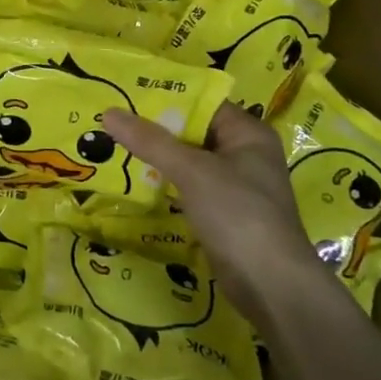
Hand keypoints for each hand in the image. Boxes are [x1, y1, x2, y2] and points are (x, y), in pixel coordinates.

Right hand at [103, 104, 316, 303]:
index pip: (202, 103)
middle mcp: (244, 154)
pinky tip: (133, 182)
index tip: (126, 93)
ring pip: (188, 161)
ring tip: (113, 146)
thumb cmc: (238, 214)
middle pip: (193, 132)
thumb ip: (151, 141)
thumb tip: (108, 112)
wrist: (271, 286)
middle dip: (155, 129)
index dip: (165, 97)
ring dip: (156, 158)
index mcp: (248, 133)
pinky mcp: (224, 214)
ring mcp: (235, 186)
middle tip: (111, 120)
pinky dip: (165, 184)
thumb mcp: (192, 170)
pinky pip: (188, 187)